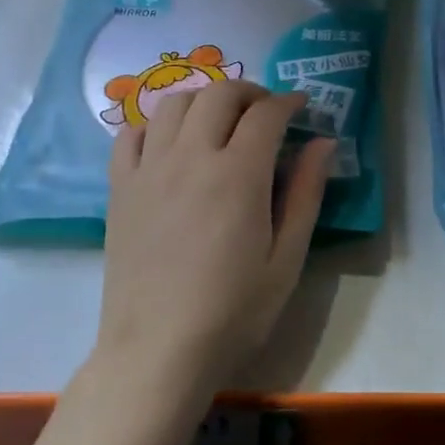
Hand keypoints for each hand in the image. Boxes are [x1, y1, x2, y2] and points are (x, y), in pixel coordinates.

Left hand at [95, 80, 333, 395]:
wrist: (157, 352)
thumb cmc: (233, 312)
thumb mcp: (286, 258)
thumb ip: (306, 193)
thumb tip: (323, 143)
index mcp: (238, 175)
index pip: (266, 113)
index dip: (289, 102)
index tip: (302, 108)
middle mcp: (190, 157)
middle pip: (219, 94)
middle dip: (250, 92)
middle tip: (267, 113)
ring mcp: (149, 170)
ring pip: (175, 103)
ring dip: (205, 100)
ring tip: (221, 122)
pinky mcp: (120, 188)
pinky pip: (132, 133)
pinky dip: (157, 124)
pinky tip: (173, 144)